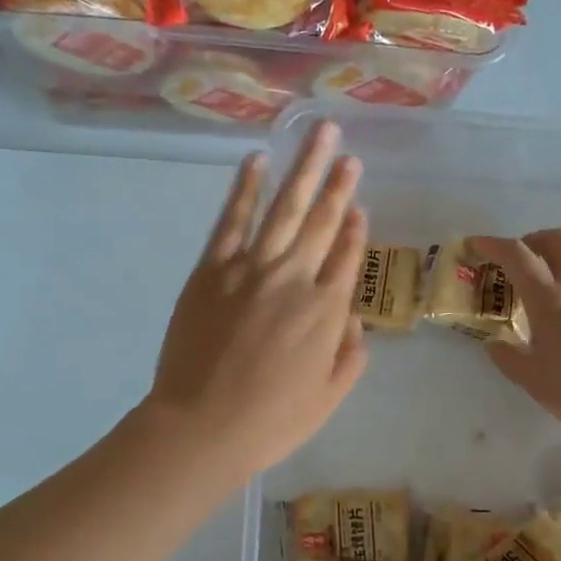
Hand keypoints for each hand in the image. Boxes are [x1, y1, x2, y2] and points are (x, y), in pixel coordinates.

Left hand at [147, 121, 368, 480]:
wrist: (202, 426)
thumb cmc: (271, 421)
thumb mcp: (329, 398)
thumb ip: (350, 354)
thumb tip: (352, 316)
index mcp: (326, 311)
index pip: (347, 256)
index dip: (355, 227)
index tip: (359, 203)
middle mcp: (294, 277)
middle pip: (321, 221)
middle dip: (337, 183)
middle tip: (347, 151)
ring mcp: (249, 268)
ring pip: (284, 208)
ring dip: (304, 169)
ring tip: (319, 134)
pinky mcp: (211, 269)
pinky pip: (231, 219)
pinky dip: (245, 188)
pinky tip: (256, 162)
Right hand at [472, 230, 560, 438]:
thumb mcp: (530, 379)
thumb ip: (507, 356)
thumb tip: (494, 343)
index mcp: (549, 301)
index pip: (517, 256)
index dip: (493, 244)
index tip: (477, 244)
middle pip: (557, 239)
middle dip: (533, 240)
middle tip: (523, 257)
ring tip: (560, 265)